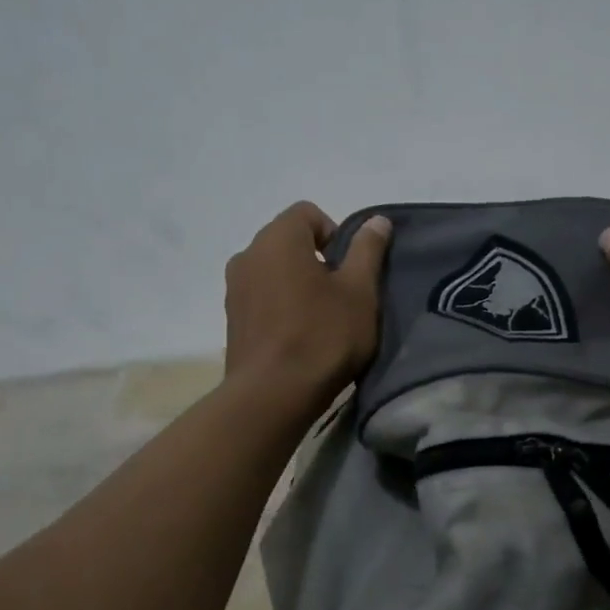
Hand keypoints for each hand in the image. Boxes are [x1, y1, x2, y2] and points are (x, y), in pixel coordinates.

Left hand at [224, 203, 390, 410]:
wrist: (272, 395)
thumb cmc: (323, 337)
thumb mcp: (360, 292)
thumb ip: (368, 251)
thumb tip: (377, 221)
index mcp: (278, 238)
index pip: (308, 213)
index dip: (336, 234)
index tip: (350, 271)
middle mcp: (248, 254)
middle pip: (289, 242)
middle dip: (317, 261)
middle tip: (341, 298)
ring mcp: (235, 288)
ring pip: (274, 271)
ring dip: (298, 285)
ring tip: (321, 321)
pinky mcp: (232, 319)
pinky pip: (262, 298)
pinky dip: (281, 307)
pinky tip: (299, 338)